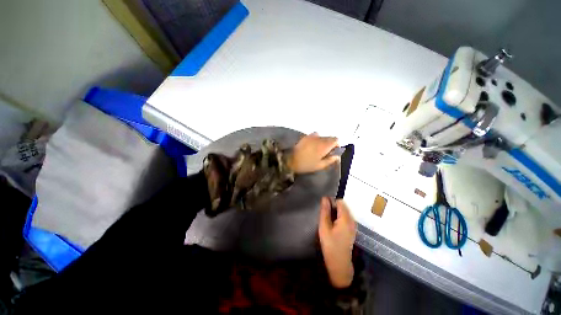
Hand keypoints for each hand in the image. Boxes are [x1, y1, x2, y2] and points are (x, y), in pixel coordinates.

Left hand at [288, 132, 338, 173]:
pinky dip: (316, 140)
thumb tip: (337, 156)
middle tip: (324, 153)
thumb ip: (330, 160)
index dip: (336, 146)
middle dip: (329, 144)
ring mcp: (311, 136)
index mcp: (324, 145)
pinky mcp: (305, 137)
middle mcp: (319, 138)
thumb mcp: (320, 165)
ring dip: (322, 142)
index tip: (333, 152)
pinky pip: (314, 136)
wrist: (289, 160)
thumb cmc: (306, 164)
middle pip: (329, 137)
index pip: (336, 140)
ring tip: (317, 150)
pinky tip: (311, 147)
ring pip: (322, 137)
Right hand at [318, 197, 356, 287]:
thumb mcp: (324, 227)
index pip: (340, 202)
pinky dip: (339, 218)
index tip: (324, 209)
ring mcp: (353, 225)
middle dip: (333, 207)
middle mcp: (352, 220)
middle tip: (325, 217)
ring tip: (328, 221)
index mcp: (346, 218)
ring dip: (336, 213)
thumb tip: (325, 198)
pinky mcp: (352, 229)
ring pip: (344, 211)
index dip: (331, 202)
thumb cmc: (330, 245)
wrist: (339, 264)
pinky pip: (345, 217)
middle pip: (343, 206)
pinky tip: (333, 226)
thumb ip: (325, 211)